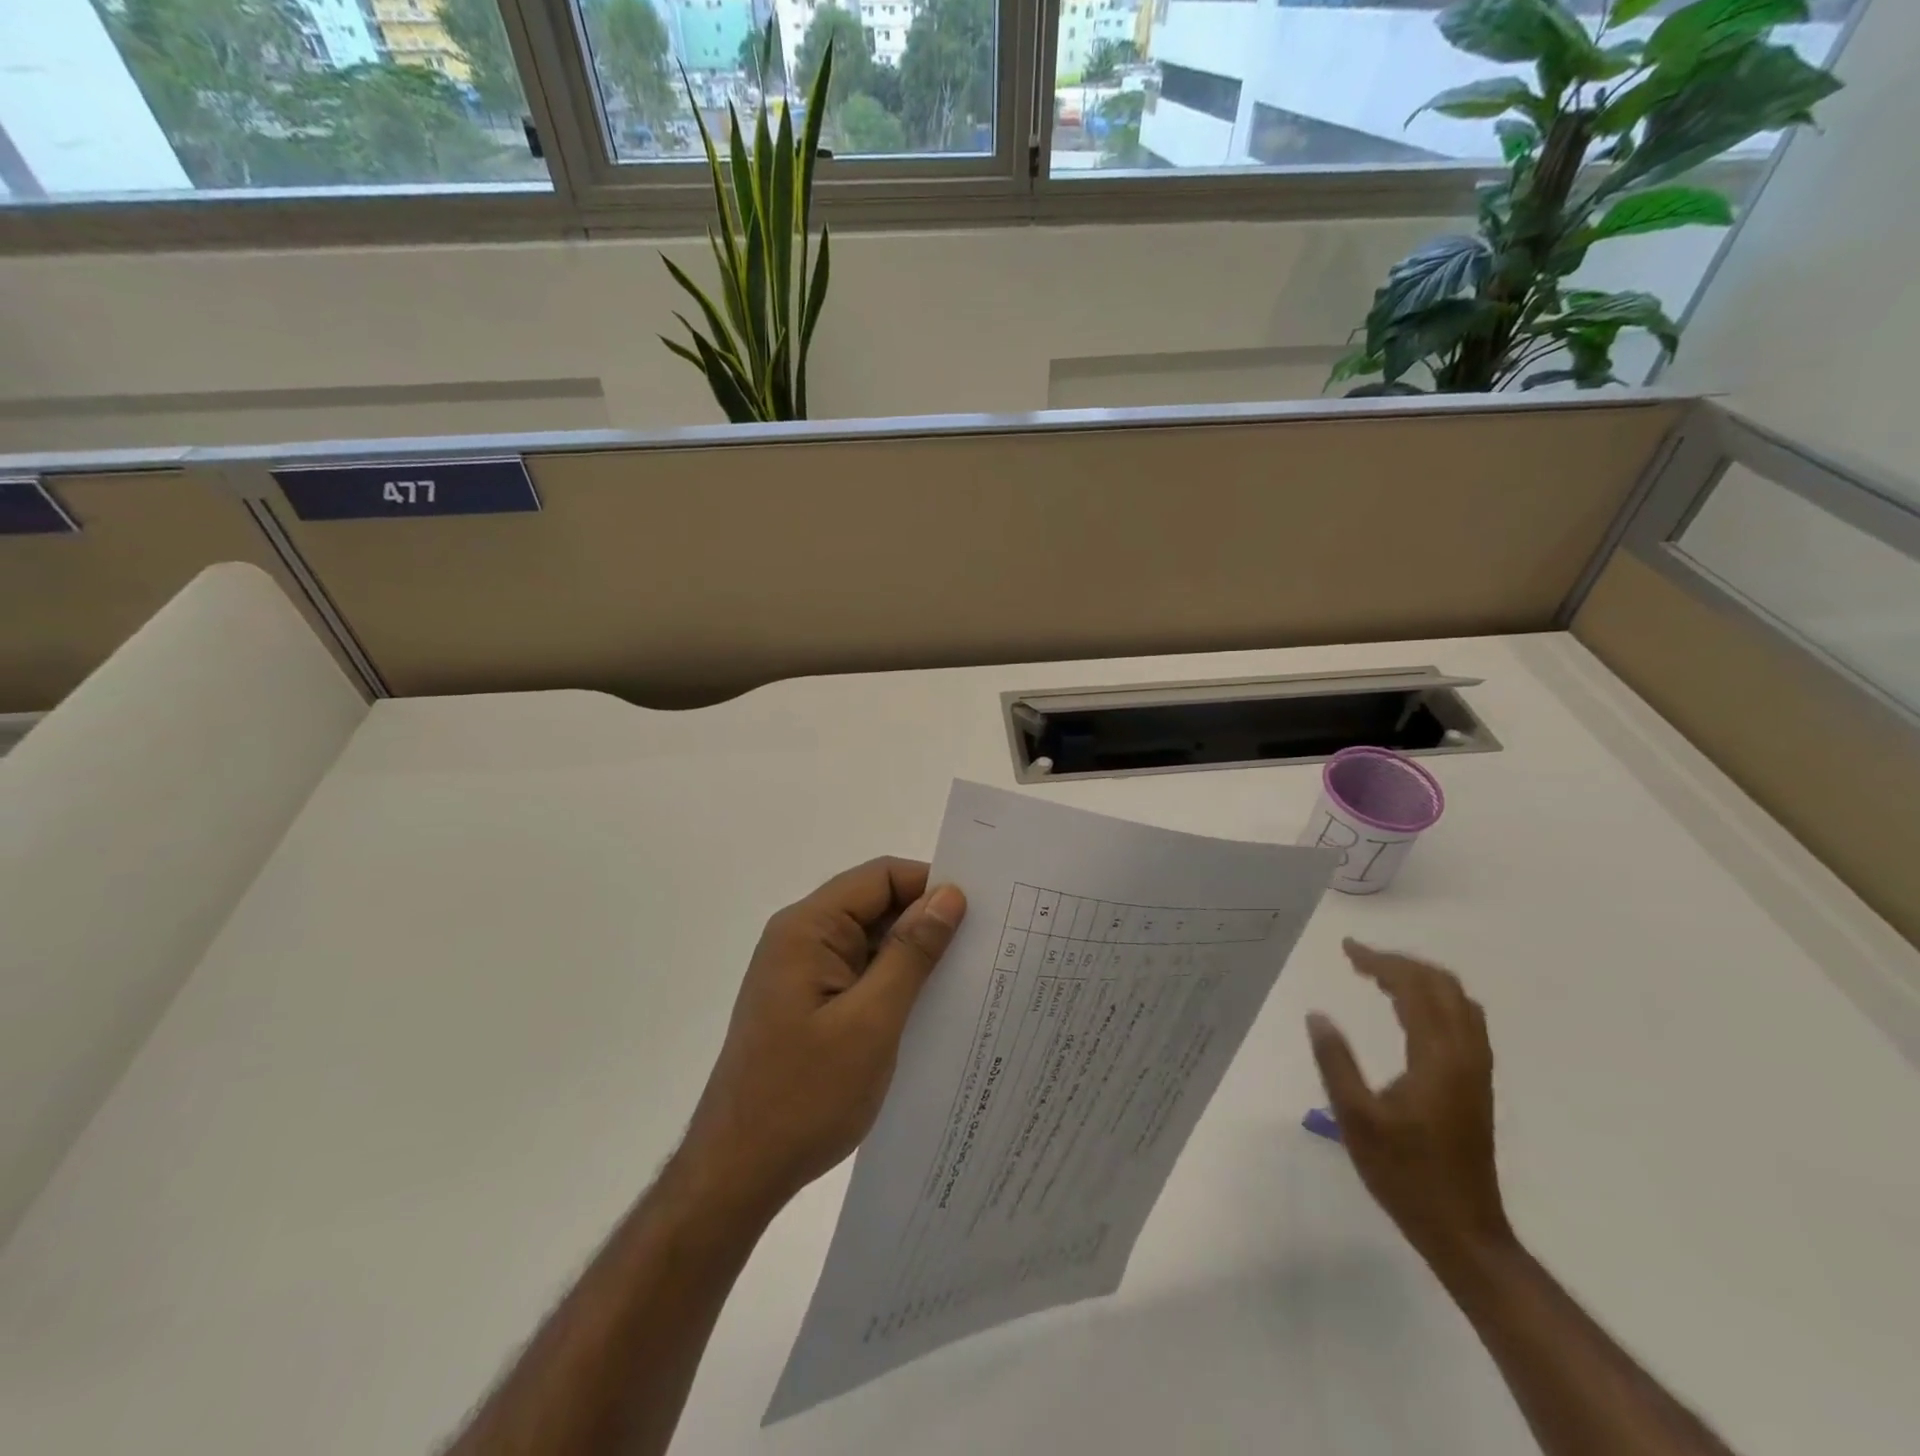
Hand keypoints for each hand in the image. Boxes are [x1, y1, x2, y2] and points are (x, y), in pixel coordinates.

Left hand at [679, 858, 965, 1218]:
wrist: (737, 1173)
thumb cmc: (804, 1096)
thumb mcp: (872, 1022)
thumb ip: (911, 953)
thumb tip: (950, 894)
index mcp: (808, 928)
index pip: (881, 877)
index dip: (930, 885)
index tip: (980, 913)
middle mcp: (801, 938)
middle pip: (875, 904)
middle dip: (926, 921)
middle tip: (985, 947)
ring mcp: (802, 971)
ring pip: (870, 940)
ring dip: (912, 955)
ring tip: (967, 977)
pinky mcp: (807, 1001)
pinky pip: (859, 972)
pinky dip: (893, 981)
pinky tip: (928, 1006)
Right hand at [1306, 939, 1511, 1263]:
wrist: (1464, 1230)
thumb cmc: (1405, 1175)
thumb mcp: (1356, 1119)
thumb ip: (1336, 1062)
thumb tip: (1317, 1015)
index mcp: (1438, 1057)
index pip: (1414, 988)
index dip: (1380, 962)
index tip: (1346, 949)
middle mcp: (1465, 1054)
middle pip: (1442, 985)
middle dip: (1401, 963)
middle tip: (1359, 959)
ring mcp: (1476, 1070)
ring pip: (1457, 1001)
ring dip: (1419, 979)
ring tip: (1378, 977)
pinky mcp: (1475, 1083)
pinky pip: (1461, 1020)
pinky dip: (1433, 1000)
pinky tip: (1407, 1012)